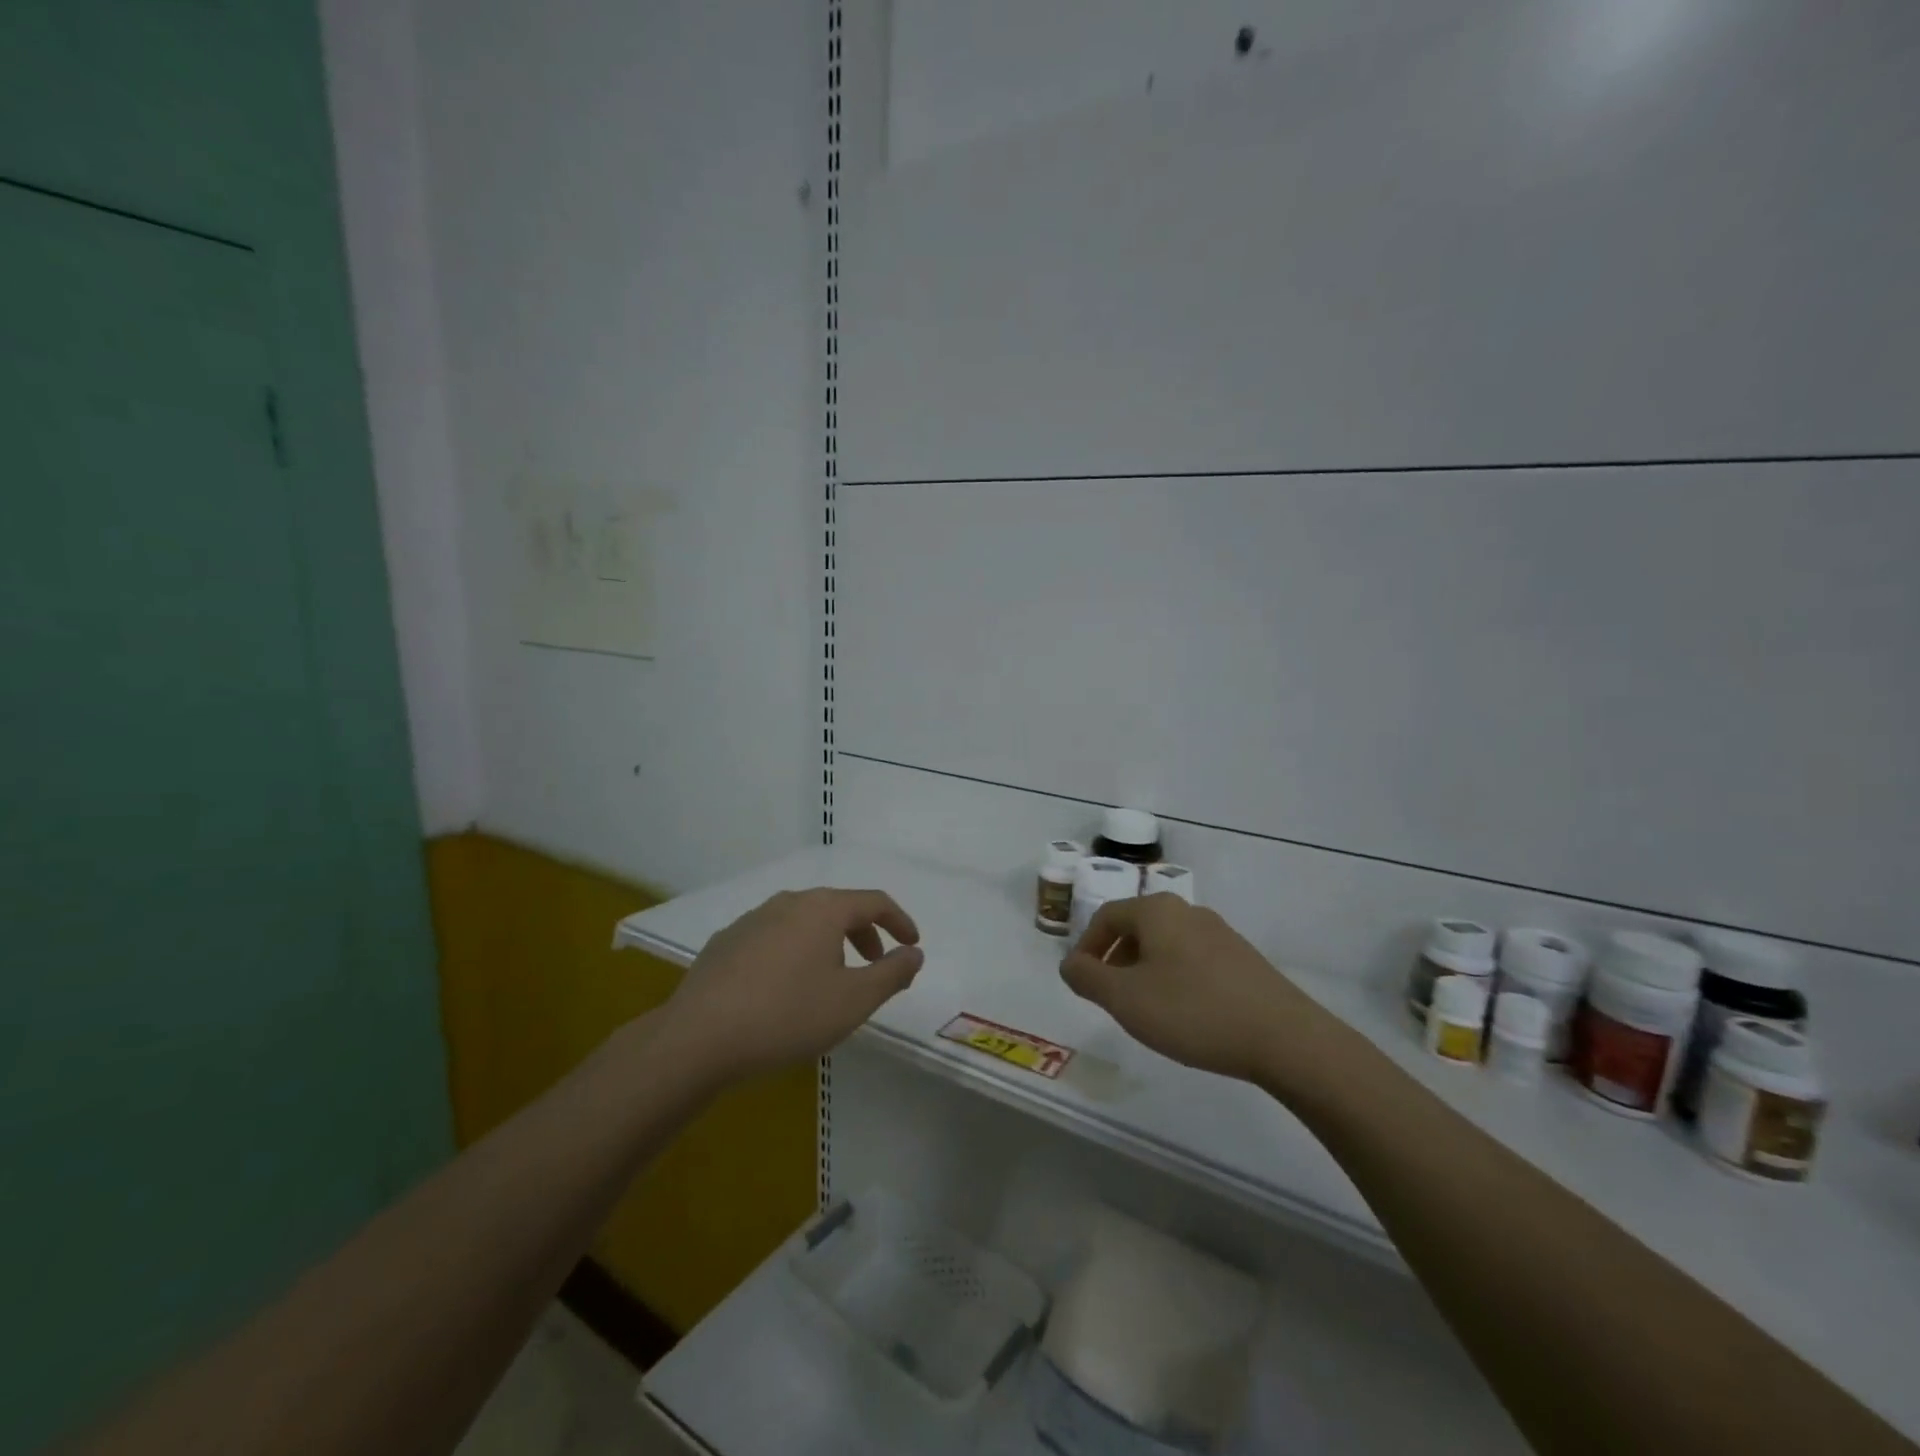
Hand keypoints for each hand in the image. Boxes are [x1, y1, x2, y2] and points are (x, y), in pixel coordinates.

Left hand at [657, 888, 923, 1083]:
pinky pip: (774, 937)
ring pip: (804, 922)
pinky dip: (794, 952)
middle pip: (838, 908)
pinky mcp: (726, 942)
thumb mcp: (853, 1001)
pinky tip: (785, 989)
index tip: (913, 944)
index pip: (874, 901)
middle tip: (875, 966)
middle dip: (864, 934)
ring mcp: (752, 919)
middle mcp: (788, 902)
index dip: (899, 920)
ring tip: (831, 981)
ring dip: (828, 943)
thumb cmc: (787, 1016)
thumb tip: (914, 953)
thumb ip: (892, 974)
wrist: (698, 1038)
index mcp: (823, 909)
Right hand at [1061, 895, 1325, 1084]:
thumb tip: (1069, 963)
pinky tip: (1184, 1014)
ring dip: (1144, 971)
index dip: (1085, 948)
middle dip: (1115, 960)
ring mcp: (1219, 933)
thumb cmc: (1193, 1011)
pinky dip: (1174, 979)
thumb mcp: (1125, 999)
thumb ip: (1087, 977)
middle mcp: (1187, 911)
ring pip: (1165, 945)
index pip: (1106, 917)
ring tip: (1145, 1010)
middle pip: (1136, 928)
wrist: (1284, 1037)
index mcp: (1157, 911)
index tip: (1080, 982)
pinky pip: (1192, 960)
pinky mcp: (1242, 958)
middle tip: (1110, 998)